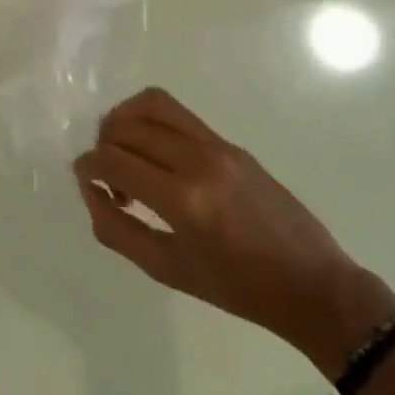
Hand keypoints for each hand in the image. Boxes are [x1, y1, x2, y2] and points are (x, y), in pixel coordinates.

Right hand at [74, 88, 392, 367]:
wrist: (312, 284)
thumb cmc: (238, 290)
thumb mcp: (168, 270)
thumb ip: (118, 229)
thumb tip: (90, 191)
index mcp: (183, 200)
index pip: (115, 160)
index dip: (88, 166)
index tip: (83, 178)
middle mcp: (199, 160)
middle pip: (128, 127)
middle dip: (103, 145)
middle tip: (106, 178)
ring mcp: (218, 146)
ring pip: (153, 104)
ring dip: (125, 119)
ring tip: (122, 149)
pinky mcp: (230, 143)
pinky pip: (179, 115)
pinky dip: (151, 123)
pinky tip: (153, 156)